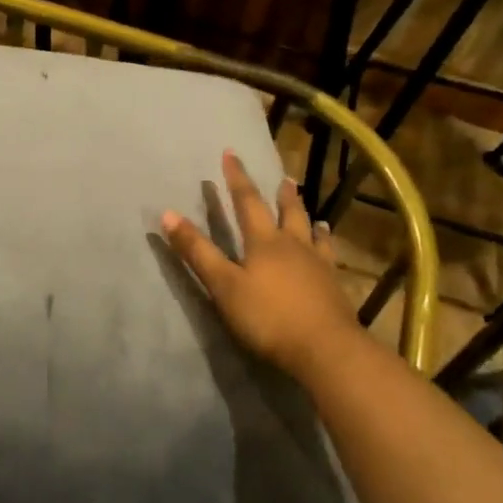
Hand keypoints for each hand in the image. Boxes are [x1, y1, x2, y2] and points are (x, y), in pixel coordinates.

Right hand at [161, 152, 362, 379]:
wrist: (325, 349)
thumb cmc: (268, 317)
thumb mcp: (223, 286)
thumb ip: (197, 252)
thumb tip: (168, 214)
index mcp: (264, 242)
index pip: (247, 202)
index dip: (237, 178)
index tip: (231, 154)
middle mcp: (293, 245)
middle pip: (287, 212)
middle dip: (280, 194)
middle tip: (284, 178)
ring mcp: (318, 264)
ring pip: (311, 231)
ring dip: (307, 217)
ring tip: (311, 211)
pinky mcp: (334, 285)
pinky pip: (329, 255)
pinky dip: (326, 244)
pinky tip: (328, 246)